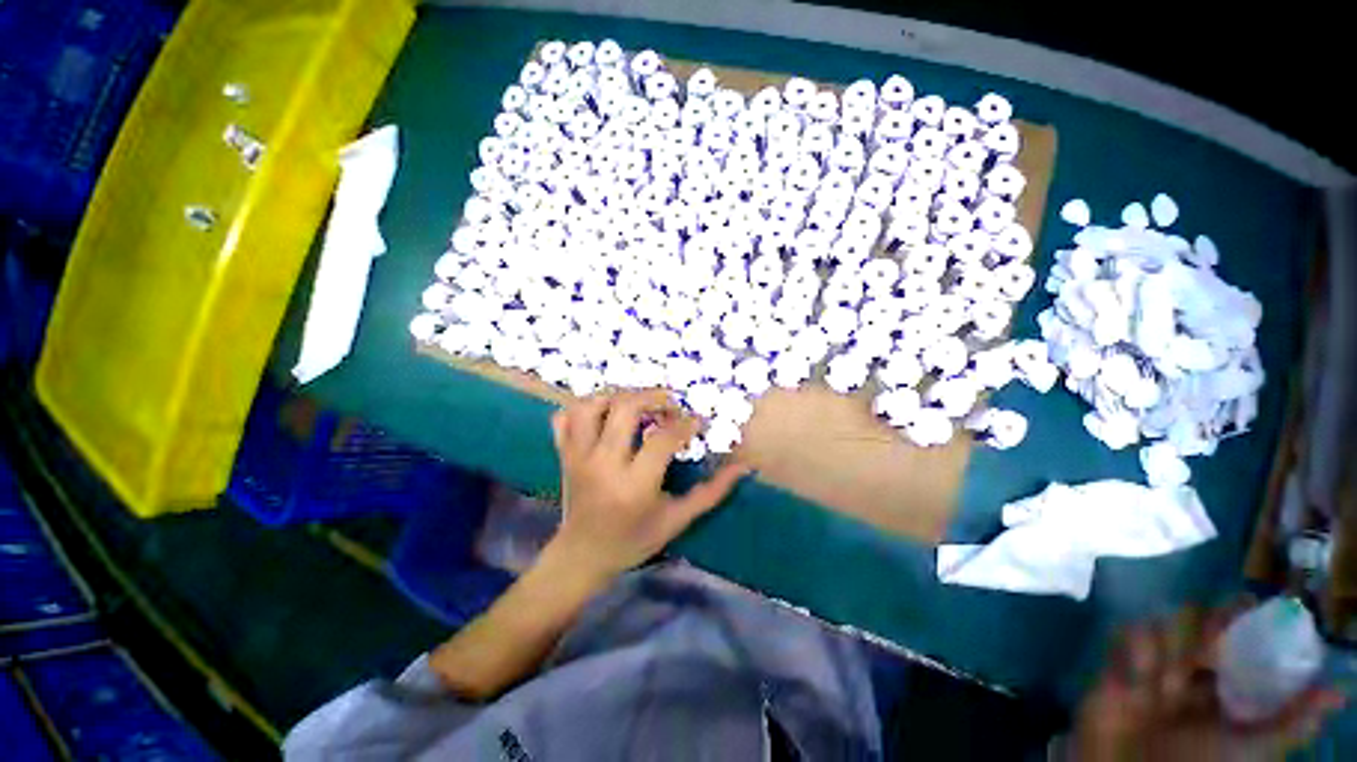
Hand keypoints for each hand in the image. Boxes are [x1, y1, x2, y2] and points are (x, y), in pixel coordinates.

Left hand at [547, 389, 750, 584]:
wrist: (582, 556)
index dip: (685, 424)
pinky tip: (603, 414)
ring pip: (592, 406)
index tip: (696, 422)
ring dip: (618, 397)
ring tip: (638, 404)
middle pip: (626, 409)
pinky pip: (565, 417)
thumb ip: (711, 492)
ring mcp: (578, 456)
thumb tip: (743, 466)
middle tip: (669, 404)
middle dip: (653, 397)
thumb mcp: (677, 520)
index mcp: (634, 485)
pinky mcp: (564, 454)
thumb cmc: (633, 540)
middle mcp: (603, 464)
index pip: (663, 438)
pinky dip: (583, 408)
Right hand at [1071, 604, 1345, 760]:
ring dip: (1163, 644)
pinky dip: (1133, 648)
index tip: (1246, 605)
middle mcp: (1194, 665)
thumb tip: (1341, 693)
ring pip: (1162, 621)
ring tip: (1160, 681)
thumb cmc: (1198, 761)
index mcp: (1225, 681)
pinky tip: (1136, 677)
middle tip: (1202, 654)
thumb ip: (1290, 723)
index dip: (1239, 615)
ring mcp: (1155, 661)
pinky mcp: (1119, 657)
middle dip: (1199, 628)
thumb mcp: (1250, 749)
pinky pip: (1127, 631)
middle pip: (1198, 617)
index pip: (1237, 632)